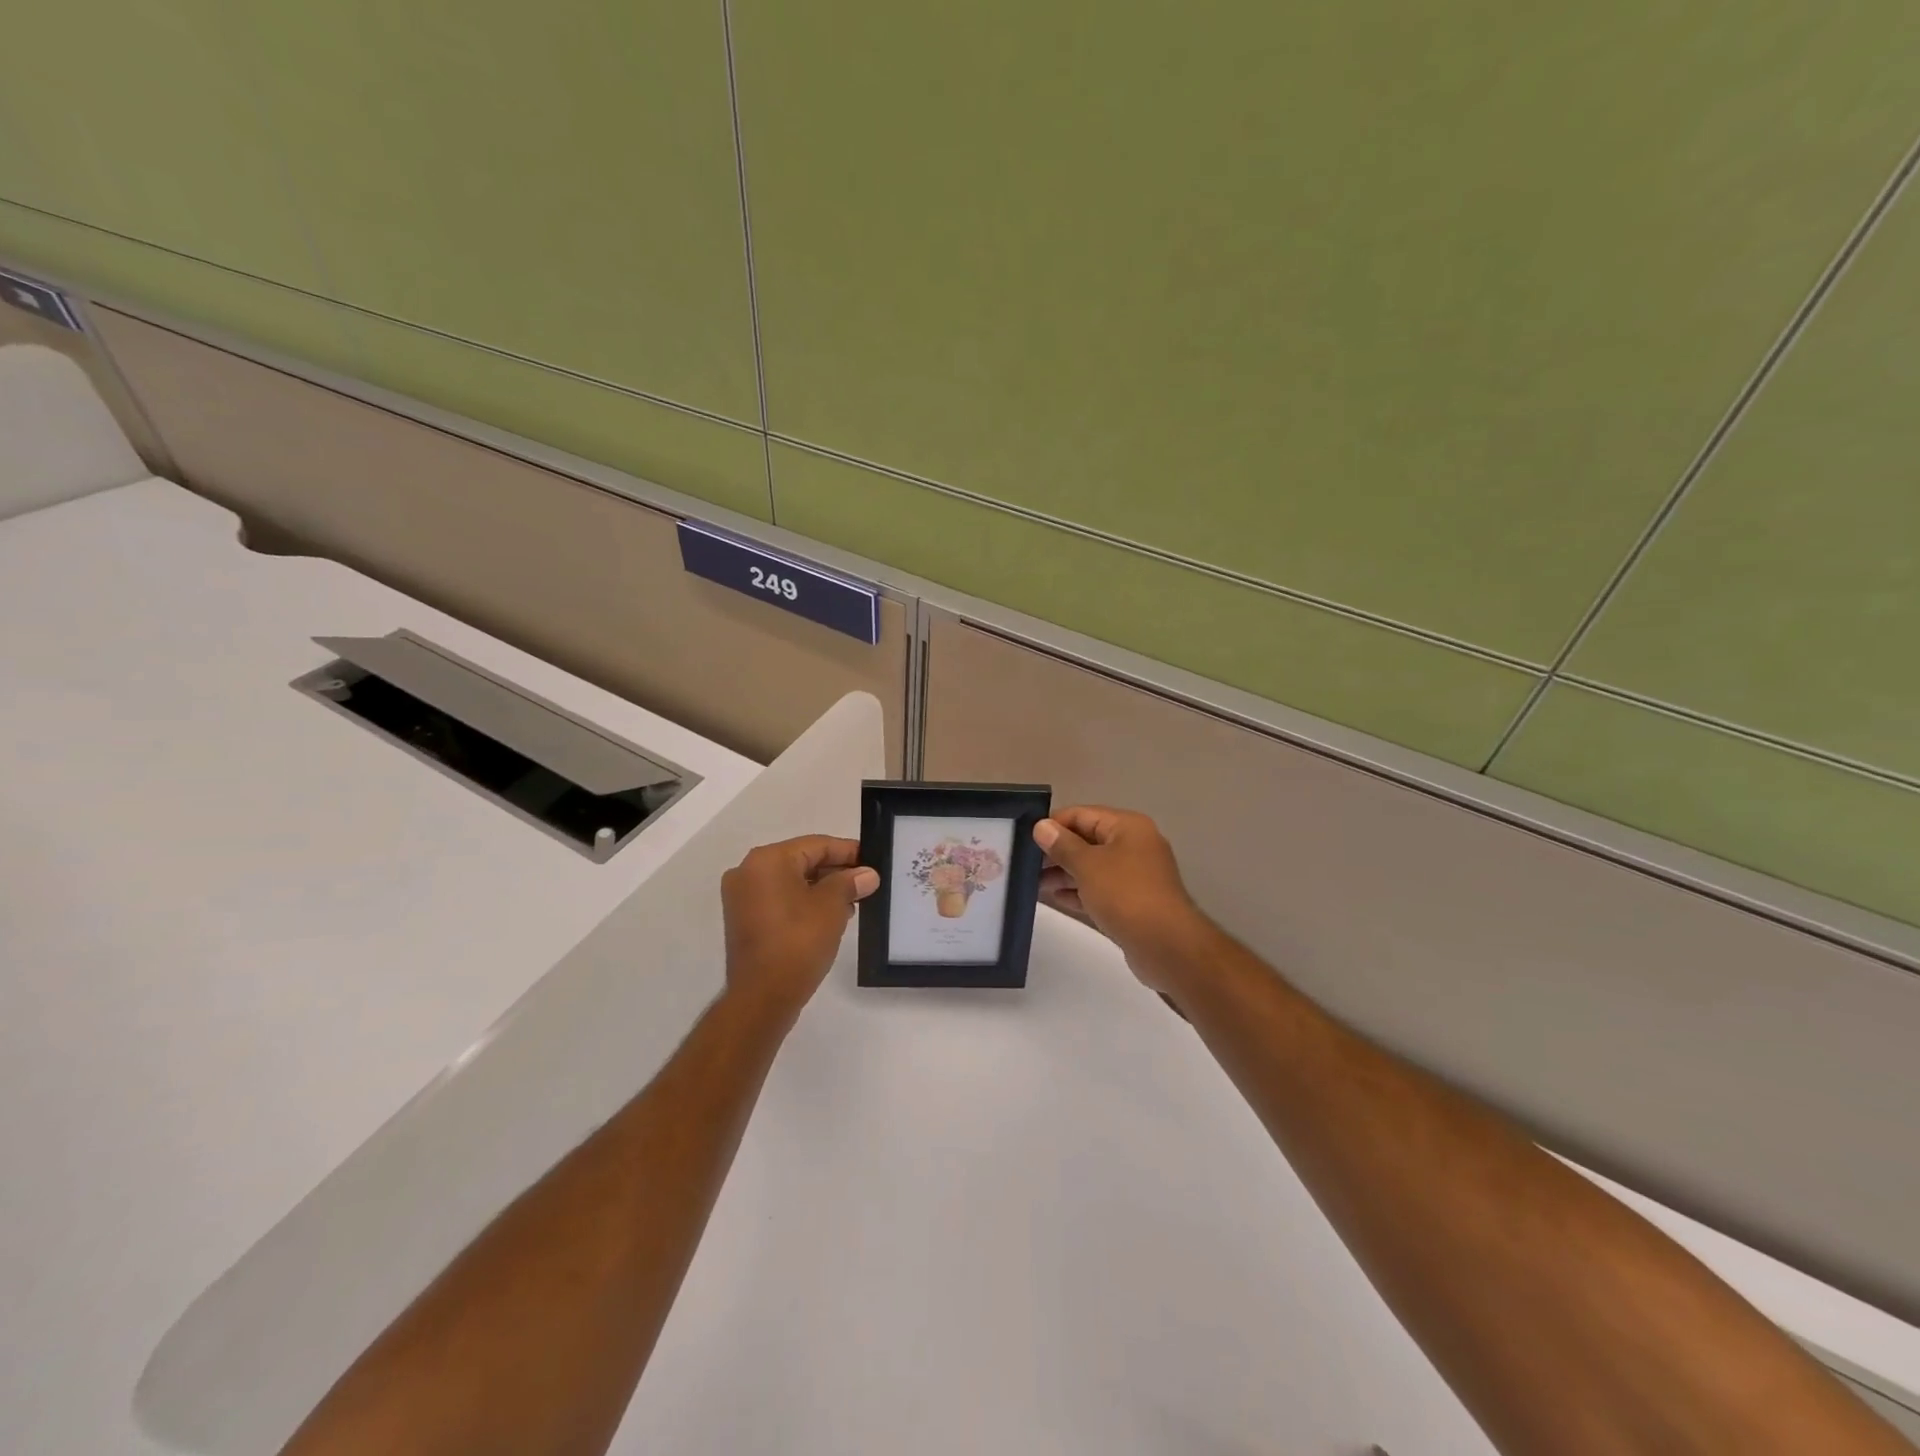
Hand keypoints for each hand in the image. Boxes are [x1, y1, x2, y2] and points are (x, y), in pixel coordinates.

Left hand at [721, 836, 879, 1019]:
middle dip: (835, 872)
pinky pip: (779, 900)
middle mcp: (748, 871)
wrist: (762, 998)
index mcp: (767, 860)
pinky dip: (803, 903)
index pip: (816, 845)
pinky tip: (829, 917)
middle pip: (802, 861)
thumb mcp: (832, 907)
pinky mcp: (744, 920)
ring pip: (791, 882)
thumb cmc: (798, 942)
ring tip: (852, 904)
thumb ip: (850, 883)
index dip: (848, 851)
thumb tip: (867, 874)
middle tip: (865, 884)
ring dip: (821, 889)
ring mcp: (742, 897)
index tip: (872, 860)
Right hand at [1033, 807, 1208, 989]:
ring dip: (1064, 873)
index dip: (1053, 824)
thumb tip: (1041, 826)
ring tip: (1033, 884)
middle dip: (1057, 851)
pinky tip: (1055, 898)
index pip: (1082, 814)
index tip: (1025, 837)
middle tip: (1025, 863)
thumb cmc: (1125, 895)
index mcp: (1127, 827)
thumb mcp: (1088, 865)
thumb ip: (1062, 845)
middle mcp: (1134, 845)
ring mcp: (1135, 875)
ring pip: (1093, 867)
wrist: (1166, 945)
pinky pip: (1100, 889)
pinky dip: (1079, 891)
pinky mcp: (1133, 902)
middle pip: (1087, 840)